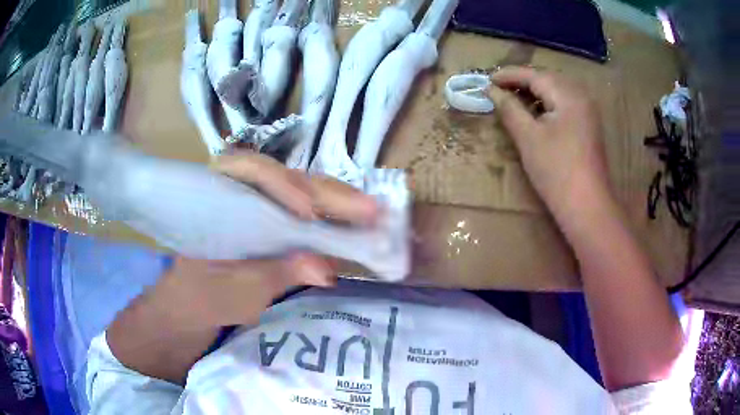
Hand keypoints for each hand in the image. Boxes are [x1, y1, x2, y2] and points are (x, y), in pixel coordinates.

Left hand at [158, 151, 380, 327]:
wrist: (196, 302)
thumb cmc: (206, 293)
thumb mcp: (236, 290)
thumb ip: (275, 275)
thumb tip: (326, 269)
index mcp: (217, 195)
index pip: (248, 170)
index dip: (280, 184)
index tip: (309, 213)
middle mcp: (242, 188)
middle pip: (287, 176)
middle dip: (327, 193)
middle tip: (369, 211)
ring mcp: (263, 201)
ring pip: (303, 188)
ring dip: (337, 200)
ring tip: (372, 215)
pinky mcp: (278, 217)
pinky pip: (308, 207)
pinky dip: (334, 214)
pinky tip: (357, 222)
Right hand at [489, 67, 611, 219]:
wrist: (586, 206)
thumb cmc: (556, 170)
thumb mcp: (528, 137)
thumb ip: (509, 108)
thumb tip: (492, 90)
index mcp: (567, 95)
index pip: (534, 75)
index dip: (509, 75)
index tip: (487, 79)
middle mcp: (581, 96)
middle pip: (547, 79)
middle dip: (522, 80)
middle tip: (499, 87)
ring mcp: (587, 111)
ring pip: (557, 91)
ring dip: (535, 91)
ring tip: (514, 97)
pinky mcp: (588, 126)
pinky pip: (564, 104)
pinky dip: (547, 103)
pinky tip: (536, 111)